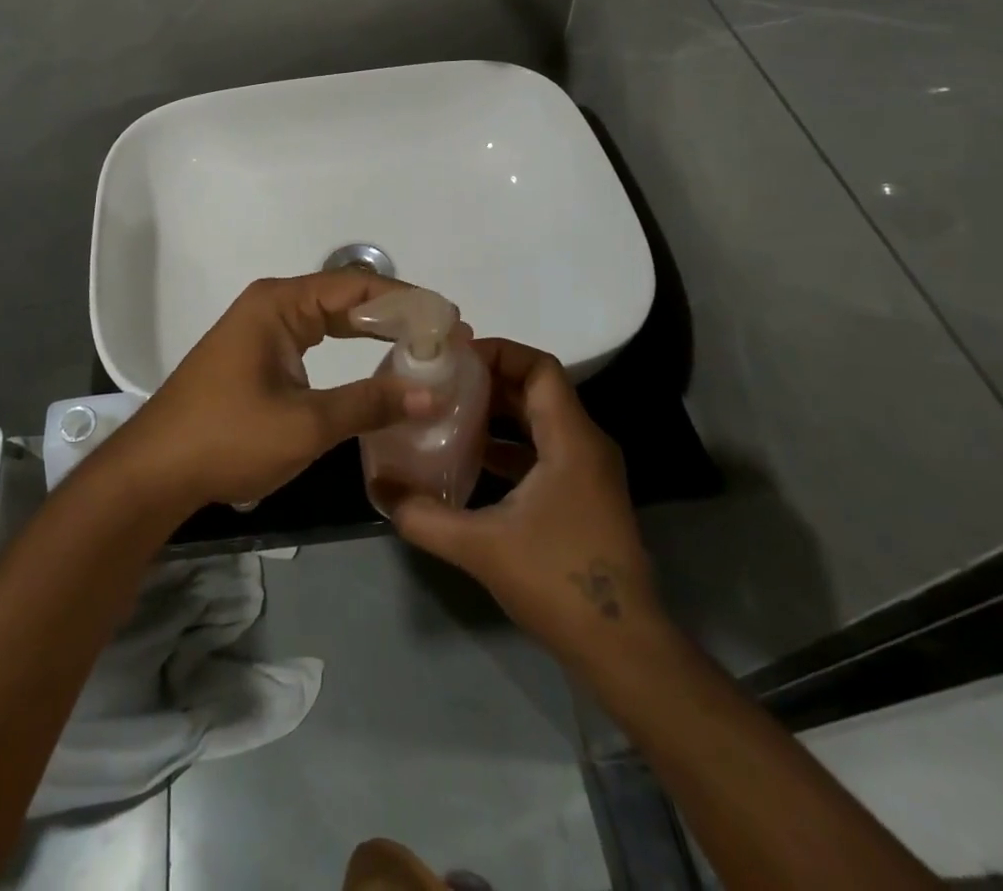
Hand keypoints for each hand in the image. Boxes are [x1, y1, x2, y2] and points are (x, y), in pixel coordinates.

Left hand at [106, 273, 436, 512]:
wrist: (156, 470)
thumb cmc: (227, 438)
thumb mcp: (306, 424)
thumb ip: (370, 403)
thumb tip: (433, 393)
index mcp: (280, 304)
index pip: (356, 286)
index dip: (406, 301)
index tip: (450, 320)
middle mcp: (272, 304)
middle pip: (345, 297)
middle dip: (395, 315)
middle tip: (445, 336)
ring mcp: (262, 328)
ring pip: (330, 317)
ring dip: (374, 330)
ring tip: (422, 346)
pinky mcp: (258, 353)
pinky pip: (314, 337)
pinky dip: (348, 346)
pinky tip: (376, 361)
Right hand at [391, 338, 662, 662]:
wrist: (623, 649)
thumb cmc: (558, 582)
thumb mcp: (480, 546)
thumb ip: (423, 515)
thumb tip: (379, 486)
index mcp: (571, 440)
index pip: (539, 368)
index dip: (498, 352)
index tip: (454, 358)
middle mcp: (585, 445)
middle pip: (537, 389)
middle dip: (489, 380)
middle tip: (442, 381)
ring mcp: (588, 472)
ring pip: (540, 420)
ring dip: (498, 412)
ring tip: (449, 412)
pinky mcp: (583, 496)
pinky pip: (544, 449)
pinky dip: (509, 444)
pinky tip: (472, 459)